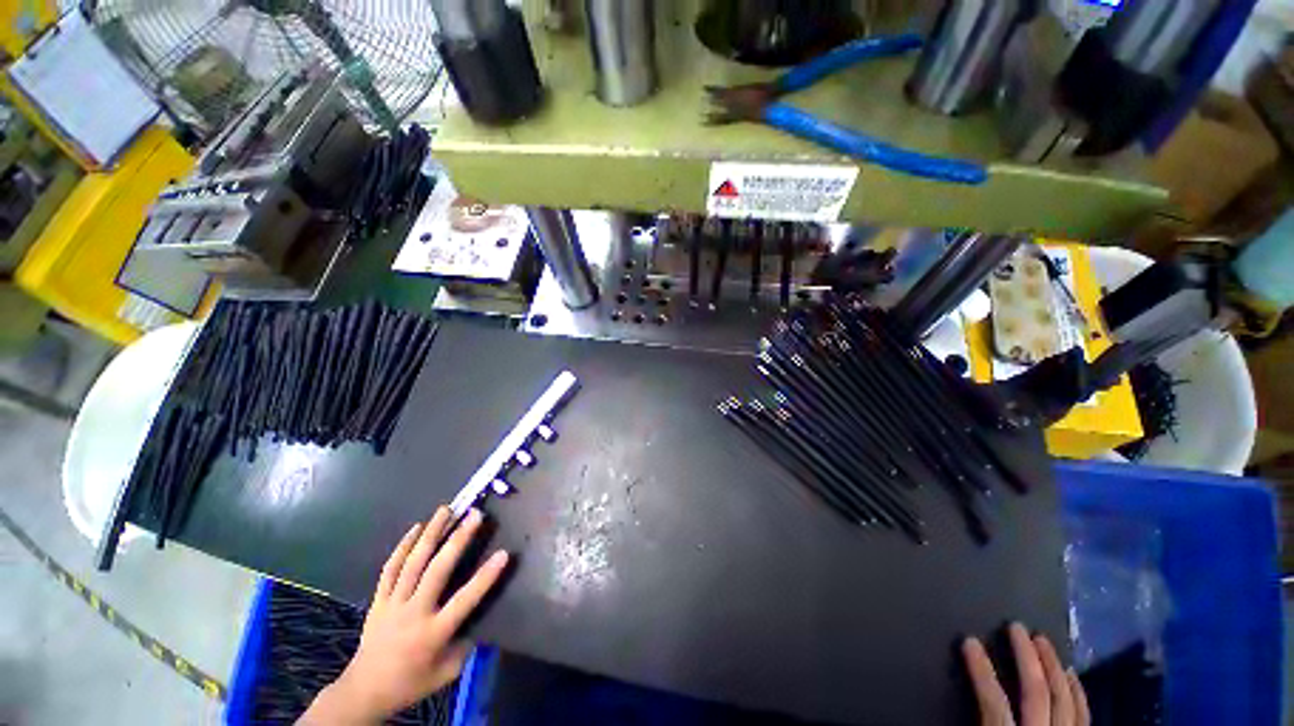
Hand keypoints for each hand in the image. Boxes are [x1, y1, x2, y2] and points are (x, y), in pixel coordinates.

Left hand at [300, 507, 508, 724]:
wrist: (363, 691)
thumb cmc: (411, 683)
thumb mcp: (445, 674)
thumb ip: (465, 647)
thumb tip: (481, 621)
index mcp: (433, 633)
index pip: (464, 601)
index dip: (485, 577)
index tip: (504, 553)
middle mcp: (414, 613)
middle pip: (437, 571)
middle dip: (457, 540)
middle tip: (474, 515)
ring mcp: (393, 603)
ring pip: (413, 563)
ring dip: (431, 533)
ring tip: (445, 509)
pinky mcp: (378, 599)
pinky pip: (389, 569)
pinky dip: (402, 546)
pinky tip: (415, 528)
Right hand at [962, 623, 1089, 725]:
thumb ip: (977, 719)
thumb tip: (955, 695)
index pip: (994, 702)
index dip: (981, 671)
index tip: (969, 641)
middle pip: (1037, 693)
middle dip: (1026, 657)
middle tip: (1016, 626)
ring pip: (1064, 699)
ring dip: (1053, 667)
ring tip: (1043, 641)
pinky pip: (1084, 715)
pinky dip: (1078, 692)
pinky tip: (1071, 673)